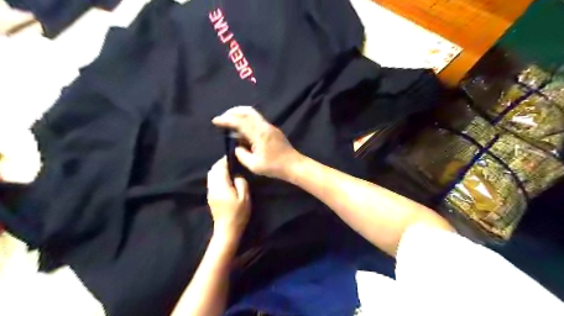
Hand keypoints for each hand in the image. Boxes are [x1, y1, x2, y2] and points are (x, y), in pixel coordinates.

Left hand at [206, 156, 250, 237]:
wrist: (226, 230)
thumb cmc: (238, 214)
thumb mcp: (245, 198)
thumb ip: (241, 183)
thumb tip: (237, 175)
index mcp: (221, 186)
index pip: (220, 167)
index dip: (225, 160)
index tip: (233, 156)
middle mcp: (213, 187)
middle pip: (213, 170)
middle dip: (221, 163)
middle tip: (231, 161)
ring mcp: (210, 192)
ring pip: (211, 175)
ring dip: (218, 169)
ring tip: (229, 168)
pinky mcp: (210, 196)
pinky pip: (211, 180)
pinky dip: (217, 175)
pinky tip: (225, 178)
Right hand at [212, 106, 300, 178]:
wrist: (294, 165)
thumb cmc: (274, 167)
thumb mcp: (254, 165)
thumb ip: (242, 154)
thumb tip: (236, 147)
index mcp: (259, 134)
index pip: (240, 121)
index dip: (226, 120)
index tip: (215, 121)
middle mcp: (264, 126)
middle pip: (247, 111)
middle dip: (232, 112)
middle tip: (222, 118)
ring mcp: (270, 127)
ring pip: (252, 114)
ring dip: (240, 115)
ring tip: (230, 122)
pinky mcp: (272, 130)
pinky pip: (257, 120)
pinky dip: (246, 120)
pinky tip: (242, 129)